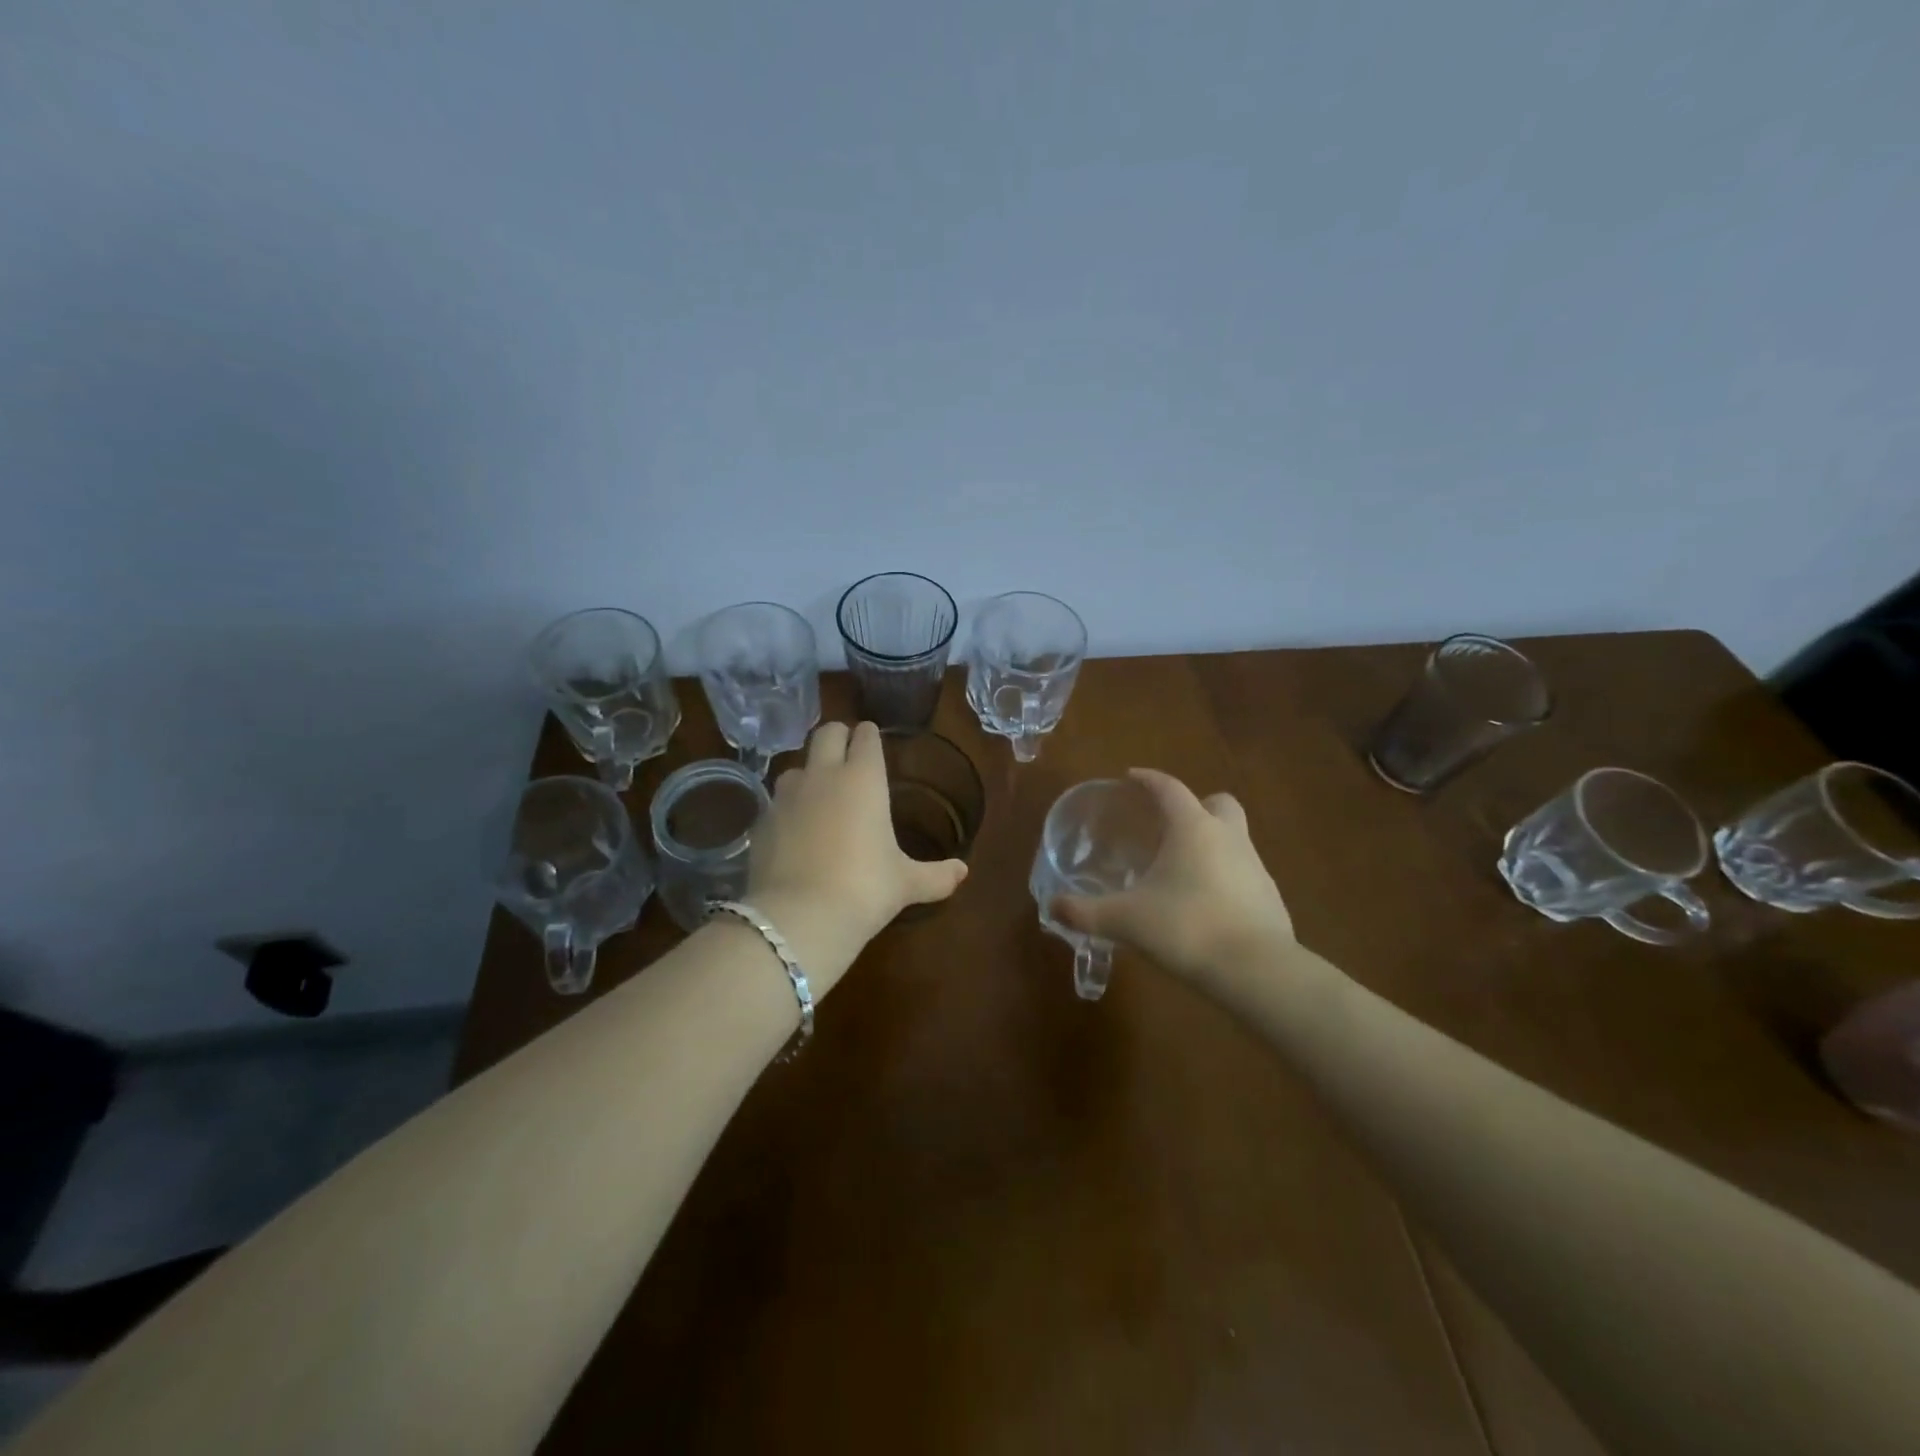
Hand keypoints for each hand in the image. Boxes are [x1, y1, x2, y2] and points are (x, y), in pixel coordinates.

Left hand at [746, 722, 967, 990]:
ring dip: (809, 772)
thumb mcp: (906, 883)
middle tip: (847, 755)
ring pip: (796, 765)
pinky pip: (776, 802)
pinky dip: (788, 808)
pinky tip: (794, 832)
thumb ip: (936, 875)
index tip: (873, 742)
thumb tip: (963, 871)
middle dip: (837, 737)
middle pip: (826, 733)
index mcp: (864, 778)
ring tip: (819, 796)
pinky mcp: (761, 821)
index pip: (866, 737)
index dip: (870, 737)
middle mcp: (823, 775)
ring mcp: (787, 796)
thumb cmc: (865, 889)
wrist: (800, 917)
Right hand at [1052, 768, 1293, 985]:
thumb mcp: (1125, 921)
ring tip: (1180, 871)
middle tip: (1168, 825)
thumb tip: (1052, 907)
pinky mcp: (1269, 897)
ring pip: (1233, 838)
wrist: (1256, 971)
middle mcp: (1228, 837)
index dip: (1148, 780)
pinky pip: (1242, 873)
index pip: (1169, 788)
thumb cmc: (1186, 928)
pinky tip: (1203, 904)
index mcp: (1192, 828)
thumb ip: (1085, 912)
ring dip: (1210, 844)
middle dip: (1195, 805)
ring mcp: (1255, 866)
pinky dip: (1223, 878)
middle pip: (1217, 803)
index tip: (1131, 777)